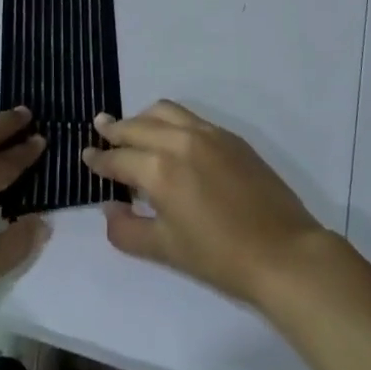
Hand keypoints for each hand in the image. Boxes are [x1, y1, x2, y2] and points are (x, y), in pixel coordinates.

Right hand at [82, 101, 325, 307]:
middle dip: (114, 130)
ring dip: (142, 118)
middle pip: (136, 126)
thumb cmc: (220, 258)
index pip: (117, 158)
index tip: (86, 155)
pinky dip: (169, 121)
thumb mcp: (165, 250)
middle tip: (100, 131)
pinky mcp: (230, 137)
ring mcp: (208, 134)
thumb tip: (110, 207)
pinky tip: (170, 138)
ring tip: (133, 130)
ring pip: (163, 111)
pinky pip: (190, 117)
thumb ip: (126, 229)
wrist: (284, 254)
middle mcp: (179, 141)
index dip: (98, 159)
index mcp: (159, 170)